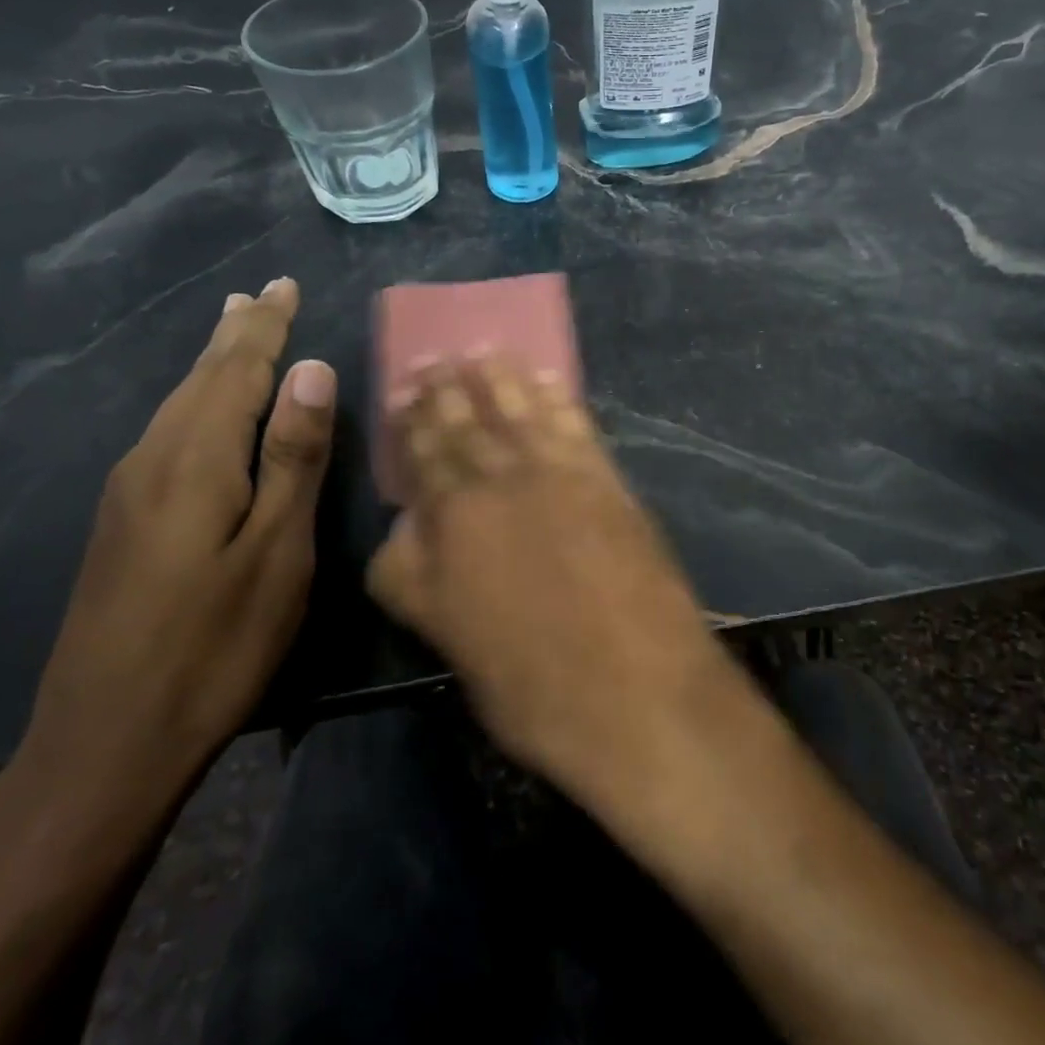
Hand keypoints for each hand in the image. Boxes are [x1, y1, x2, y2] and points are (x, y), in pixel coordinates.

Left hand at [19, 276, 336, 810]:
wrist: (106, 744)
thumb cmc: (215, 645)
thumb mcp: (276, 552)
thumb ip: (293, 457)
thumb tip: (311, 369)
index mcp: (195, 460)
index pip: (236, 370)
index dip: (265, 326)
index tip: (282, 284)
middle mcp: (153, 461)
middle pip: (199, 379)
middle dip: (234, 334)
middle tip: (256, 294)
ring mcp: (128, 493)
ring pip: (177, 404)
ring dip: (211, 364)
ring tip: (231, 331)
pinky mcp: (122, 523)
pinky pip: (166, 434)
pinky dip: (194, 401)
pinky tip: (201, 410)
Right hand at [366, 356, 729, 808]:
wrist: (640, 694)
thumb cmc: (534, 687)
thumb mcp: (451, 642)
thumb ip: (418, 577)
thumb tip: (406, 527)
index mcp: (454, 522)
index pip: (426, 456)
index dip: (414, 422)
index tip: (405, 391)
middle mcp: (501, 483)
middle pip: (469, 424)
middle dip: (450, 389)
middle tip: (438, 356)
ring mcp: (559, 476)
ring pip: (520, 413)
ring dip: (501, 380)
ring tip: (485, 351)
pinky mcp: (608, 481)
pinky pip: (577, 424)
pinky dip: (560, 398)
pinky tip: (550, 379)